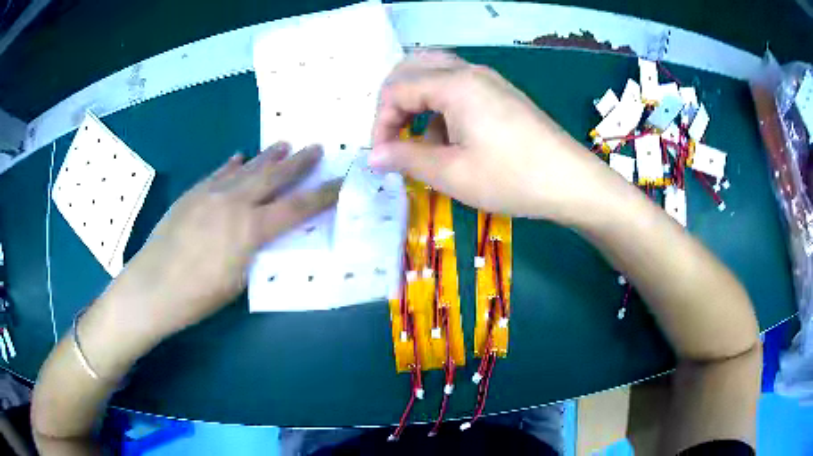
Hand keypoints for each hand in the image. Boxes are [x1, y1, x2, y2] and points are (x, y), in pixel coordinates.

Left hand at [103, 143, 339, 337]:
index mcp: (250, 230)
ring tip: (283, 144)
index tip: (340, 182)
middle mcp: (234, 204)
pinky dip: (231, 164)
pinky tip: (239, 156)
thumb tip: (262, 235)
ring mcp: (210, 194)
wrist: (152, 286)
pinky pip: (217, 173)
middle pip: (272, 178)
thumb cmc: (197, 296)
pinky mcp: (192, 194)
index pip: (296, 208)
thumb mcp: (237, 281)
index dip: (322, 195)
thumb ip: (253, 252)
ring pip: (245, 169)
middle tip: (315, 147)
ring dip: (266, 157)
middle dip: (297, 163)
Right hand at [371, 51, 612, 220]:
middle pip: (413, 68)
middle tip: (394, 135)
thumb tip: (374, 156)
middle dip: (395, 101)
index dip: (381, 123)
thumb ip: (407, 158)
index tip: (383, 156)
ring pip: (436, 74)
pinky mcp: (502, 94)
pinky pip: (459, 88)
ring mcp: (489, 81)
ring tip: (421, 138)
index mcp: (454, 85)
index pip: (396, 90)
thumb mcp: (452, 173)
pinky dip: (441, 106)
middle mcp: (470, 72)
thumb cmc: (512, 178)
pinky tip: (451, 139)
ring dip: (418, 101)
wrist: (571, 182)